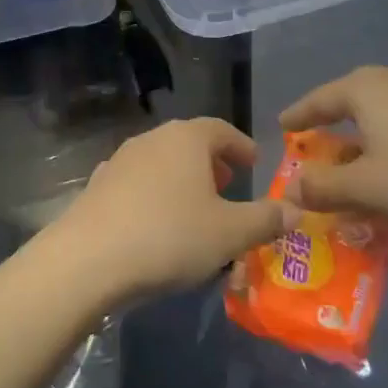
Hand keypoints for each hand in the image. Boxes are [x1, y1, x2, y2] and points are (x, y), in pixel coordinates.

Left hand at [50, 118, 297, 303]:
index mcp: (187, 138)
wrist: (90, 257)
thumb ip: (266, 220)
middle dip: (212, 163)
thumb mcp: (230, 233)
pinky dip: (155, 195)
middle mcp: (152, 138)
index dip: (241, 146)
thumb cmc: (170, 236)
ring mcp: (120, 159)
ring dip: (182, 179)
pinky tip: (158, 224)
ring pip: (162, 161)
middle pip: (189, 142)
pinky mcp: (99, 184)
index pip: (221, 129)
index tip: (255, 165)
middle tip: (229, 187)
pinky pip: (138, 183)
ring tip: (196, 209)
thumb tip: (297, 210)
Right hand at [278, 64, 387, 231]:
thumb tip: (289, 187)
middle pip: (350, 97)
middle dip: (332, 121)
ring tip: (358, 150)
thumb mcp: (366, 187)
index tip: (282, 128)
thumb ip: (322, 186)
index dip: (298, 116)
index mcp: (364, 87)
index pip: (318, 99)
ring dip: (365, 127)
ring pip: (382, 105)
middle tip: (317, 143)